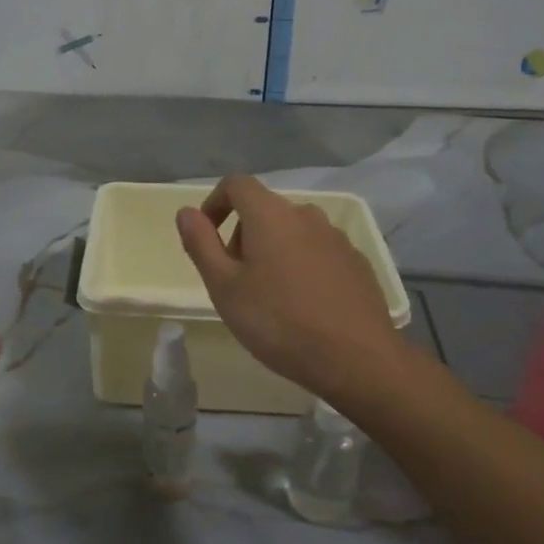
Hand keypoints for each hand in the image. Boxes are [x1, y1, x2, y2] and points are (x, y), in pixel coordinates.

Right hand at [176, 177, 409, 407]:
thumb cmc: (279, 322)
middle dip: (242, 235)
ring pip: (292, 232)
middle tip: (235, 280)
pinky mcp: (357, 262)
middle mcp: (306, 215)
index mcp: (270, 215)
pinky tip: (304, 305)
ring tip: (269, 296)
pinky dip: (302, 265)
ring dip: (273, 250)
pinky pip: (318, 251)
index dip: (215, 203)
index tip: (207, 237)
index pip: (236, 184)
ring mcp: (336, 238)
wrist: (357, 359)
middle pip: (264, 209)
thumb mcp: (224, 287)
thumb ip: (201, 244)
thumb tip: (186, 212)